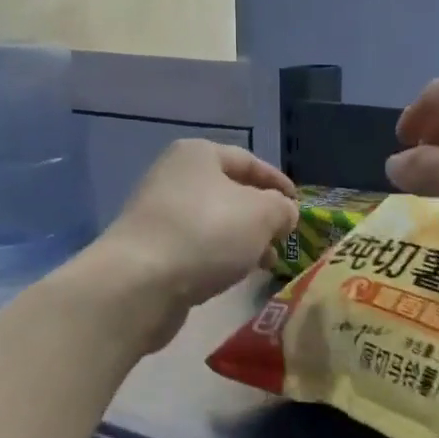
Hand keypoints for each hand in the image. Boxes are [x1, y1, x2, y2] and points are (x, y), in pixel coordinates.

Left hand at [95, 140, 298, 347]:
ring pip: (215, 222)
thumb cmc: (206, 234)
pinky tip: (235, 275)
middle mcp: (175, 177)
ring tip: (267, 263)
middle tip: (284, 238)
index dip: (277, 182)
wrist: (139, 283)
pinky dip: (220, 256)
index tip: (299, 204)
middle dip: (261, 216)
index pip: (248, 161)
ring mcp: (159, 213)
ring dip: (244, 240)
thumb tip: (284, 213)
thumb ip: (282, 208)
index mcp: (198, 155)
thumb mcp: (262, 214)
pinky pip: (197, 246)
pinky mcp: (152, 248)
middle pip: (230, 192)